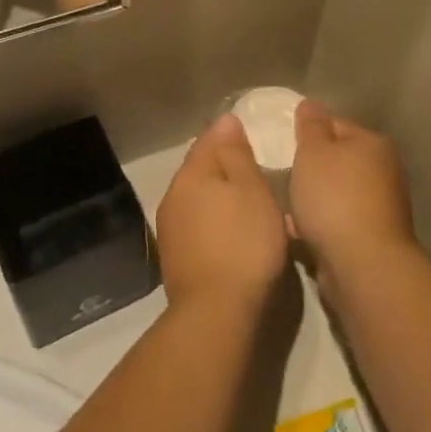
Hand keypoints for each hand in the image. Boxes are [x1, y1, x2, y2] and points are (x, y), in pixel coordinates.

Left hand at [155, 114, 290, 314]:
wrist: (217, 311)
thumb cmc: (244, 243)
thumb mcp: (251, 189)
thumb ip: (236, 153)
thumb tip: (225, 119)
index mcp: (191, 173)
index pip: (208, 139)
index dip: (230, 134)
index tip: (256, 137)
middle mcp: (173, 195)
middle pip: (201, 169)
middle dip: (226, 167)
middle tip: (259, 172)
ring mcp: (171, 228)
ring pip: (199, 198)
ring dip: (221, 196)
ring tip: (252, 204)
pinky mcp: (176, 257)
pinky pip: (199, 224)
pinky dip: (216, 221)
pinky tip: (235, 233)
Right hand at [289, 101, 417, 286]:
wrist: (362, 264)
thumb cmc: (334, 198)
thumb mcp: (314, 152)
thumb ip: (310, 125)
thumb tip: (311, 103)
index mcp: (373, 144)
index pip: (335, 125)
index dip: (308, 133)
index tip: (284, 145)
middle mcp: (383, 171)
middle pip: (337, 161)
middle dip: (310, 169)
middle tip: (283, 175)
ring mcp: (380, 206)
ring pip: (335, 193)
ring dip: (312, 199)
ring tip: (286, 206)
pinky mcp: (371, 237)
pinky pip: (337, 222)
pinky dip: (318, 224)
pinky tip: (297, 232)